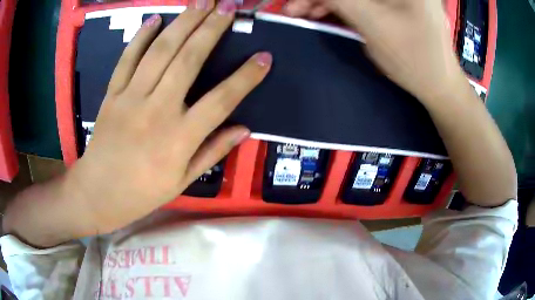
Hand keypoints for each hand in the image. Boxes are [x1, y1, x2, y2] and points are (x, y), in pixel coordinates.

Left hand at [67, 0, 271, 233]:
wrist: (98, 193)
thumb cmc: (141, 193)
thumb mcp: (182, 181)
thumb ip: (213, 152)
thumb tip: (243, 129)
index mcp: (179, 139)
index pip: (221, 100)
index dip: (246, 77)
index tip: (264, 57)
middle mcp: (157, 111)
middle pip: (188, 60)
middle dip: (212, 29)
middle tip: (229, 6)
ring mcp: (130, 99)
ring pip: (160, 52)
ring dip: (183, 22)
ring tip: (201, 1)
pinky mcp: (112, 94)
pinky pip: (127, 59)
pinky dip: (141, 37)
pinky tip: (155, 19)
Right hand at [284, 0, 461, 102]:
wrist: (438, 85)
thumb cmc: (413, 57)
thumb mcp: (371, 21)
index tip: (296, 2)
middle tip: (294, 8)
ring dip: (327, 1)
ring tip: (303, 12)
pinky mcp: (393, 4)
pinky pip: (362, 1)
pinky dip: (341, 5)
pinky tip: (323, 12)